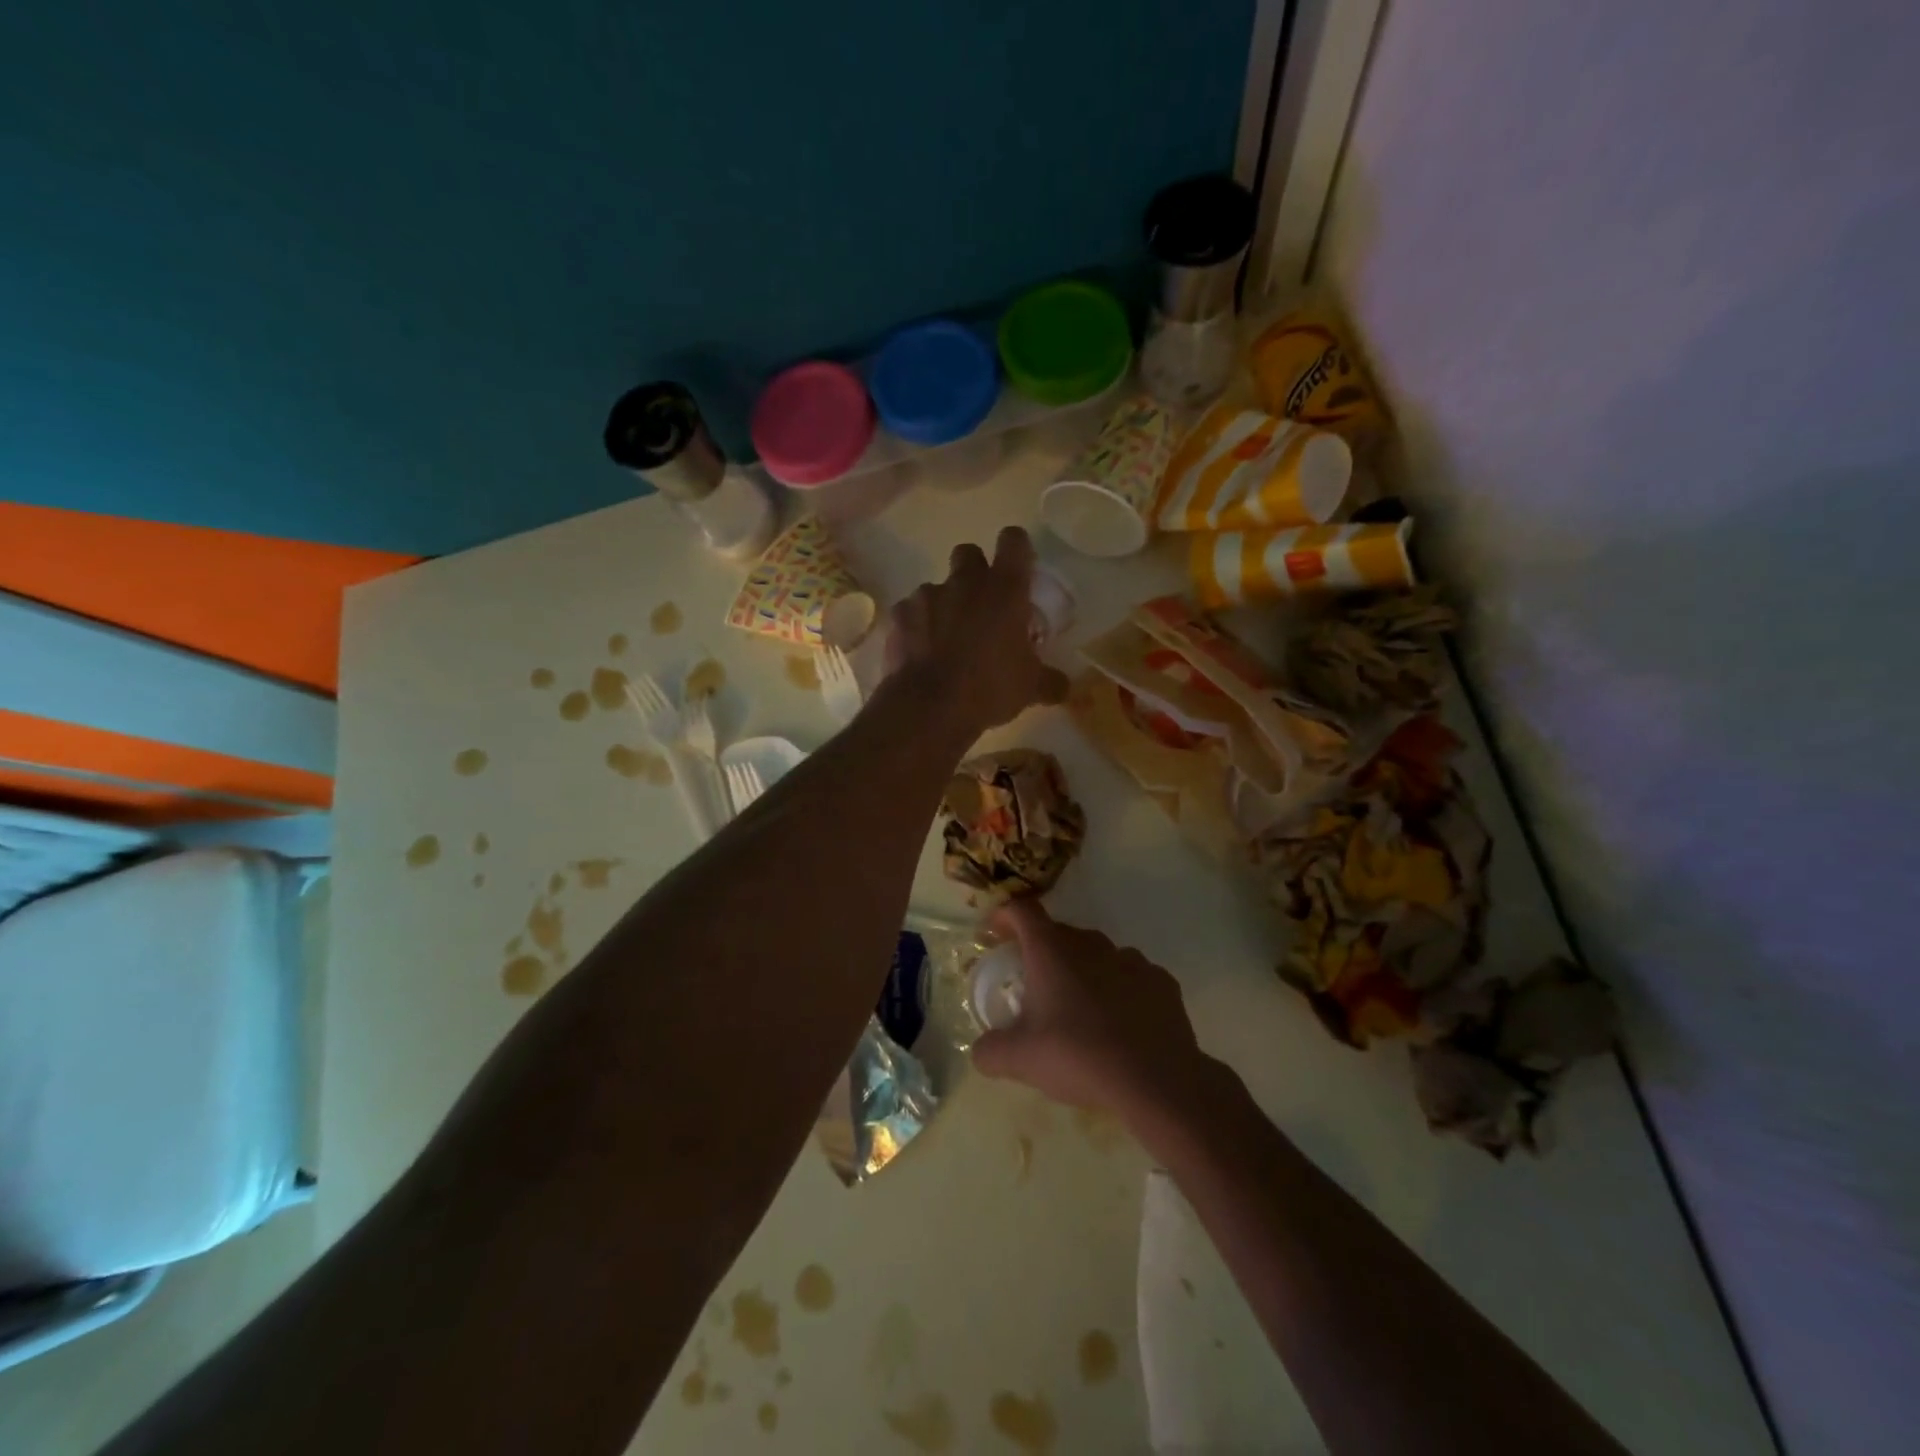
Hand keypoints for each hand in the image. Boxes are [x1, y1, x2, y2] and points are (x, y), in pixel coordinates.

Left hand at [882, 527, 1068, 731]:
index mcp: (1005, 589)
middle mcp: (965, 582)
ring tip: (946, 638)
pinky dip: (915, 627)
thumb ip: (1049, 681)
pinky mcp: (899, 616)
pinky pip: (909, 613)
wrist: (931, 706)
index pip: (1014, 541)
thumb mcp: (1031, 688)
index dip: (1017, 548)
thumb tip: (1063, 686)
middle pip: (968, 553)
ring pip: (936, 587)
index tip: (1019, 566)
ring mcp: (927, 596)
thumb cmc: (991, 687)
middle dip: (974, 571)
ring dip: (943, 604)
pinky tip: (920, 651)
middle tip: (980, 603)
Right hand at [972, 899, 1209, 1126]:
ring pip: (1097, 954)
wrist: (1156, 1080)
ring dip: (1083, 971)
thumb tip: (981, 1049)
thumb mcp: (1019, 1060)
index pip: (1022, 911)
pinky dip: (1119, 990)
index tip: (995, 933)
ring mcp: (1130, 959)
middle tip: (1034, 985)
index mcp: (1051, 951)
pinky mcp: (1161, 980)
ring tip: (1079, 1008)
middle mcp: (1091, 944)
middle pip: (1059, 933)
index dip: (1005, 915)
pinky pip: (1130, 976)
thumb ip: (989, 1051)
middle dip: (1042, 951)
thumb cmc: (1079, 1056)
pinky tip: (1119, 1023)